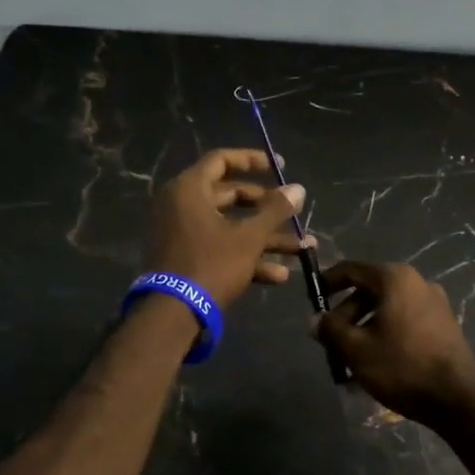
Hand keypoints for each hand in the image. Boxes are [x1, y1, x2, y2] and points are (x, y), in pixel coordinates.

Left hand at [145, 149, 311, 308]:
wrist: (174, 314)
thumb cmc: (211, 264)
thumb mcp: (249, 236)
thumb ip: (275, 210)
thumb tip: (298, 189)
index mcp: (189, 189)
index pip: (221, 160)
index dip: (252, 160)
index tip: (279, 166)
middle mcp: (182, 206)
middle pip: (229, 196)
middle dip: (266, 208)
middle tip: (292, 212)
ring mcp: (183, 234)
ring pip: (230, 226)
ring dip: (265, 237)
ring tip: (301, 249)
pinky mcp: (187, 258)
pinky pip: (221, 248)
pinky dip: (247, 257)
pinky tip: (279, 275)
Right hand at [314, 261, 474, 423]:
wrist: (458, 398)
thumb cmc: (402, 366)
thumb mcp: (356, 349)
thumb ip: (331, 330)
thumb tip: (316, 320)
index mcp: (395, 279)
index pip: (352, 269)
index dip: (328, 282)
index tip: (312, 299)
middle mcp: (417, 283)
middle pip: (370, 291)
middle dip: (346, 315)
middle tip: (330, 341)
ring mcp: (434, 304)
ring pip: (387, 310)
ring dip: (364, 330)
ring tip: (349, 361)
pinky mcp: (444, 326)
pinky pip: (404, 323)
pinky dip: (385, 336)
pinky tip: (375, 366)